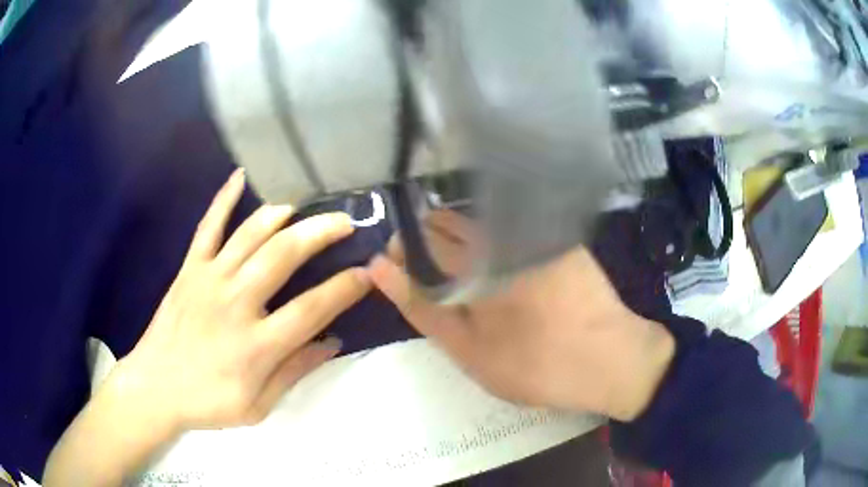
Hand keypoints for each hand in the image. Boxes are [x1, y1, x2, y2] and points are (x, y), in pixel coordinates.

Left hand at [121, 168, 370, 430]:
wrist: (154, 387)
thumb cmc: (207, 403)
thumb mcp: (258, 406)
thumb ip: (295, 372)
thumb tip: (333, 342)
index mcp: (256, 345)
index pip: (312, 308)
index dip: (345, 288)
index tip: (367, 273)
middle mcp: (235, 303)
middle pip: (283, 254)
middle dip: (320, 232)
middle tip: (345, 221)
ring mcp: (209, 279)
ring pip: (251, 233)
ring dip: (283, 213)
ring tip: (306, 205)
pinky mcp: (189, 269)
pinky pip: (208, 226)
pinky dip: (224, 198)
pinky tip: (240, 175)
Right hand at [369, 216, 673, 421]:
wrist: (611, 358)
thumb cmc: (536, 365)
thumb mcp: (468, 351)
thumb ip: (421, 308)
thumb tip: (379, 269)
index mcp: (472, 262)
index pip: (418, 239)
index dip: (403, 252)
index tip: (397, 266)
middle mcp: (499, 236)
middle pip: (445, 223)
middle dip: (426, 244)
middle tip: (431, 276)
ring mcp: (530, 232)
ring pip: (475, 222)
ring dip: (457, 241)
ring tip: (461, 274)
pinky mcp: (556, 236)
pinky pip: (507, 226)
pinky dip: (490, 242)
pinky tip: (498, 268)